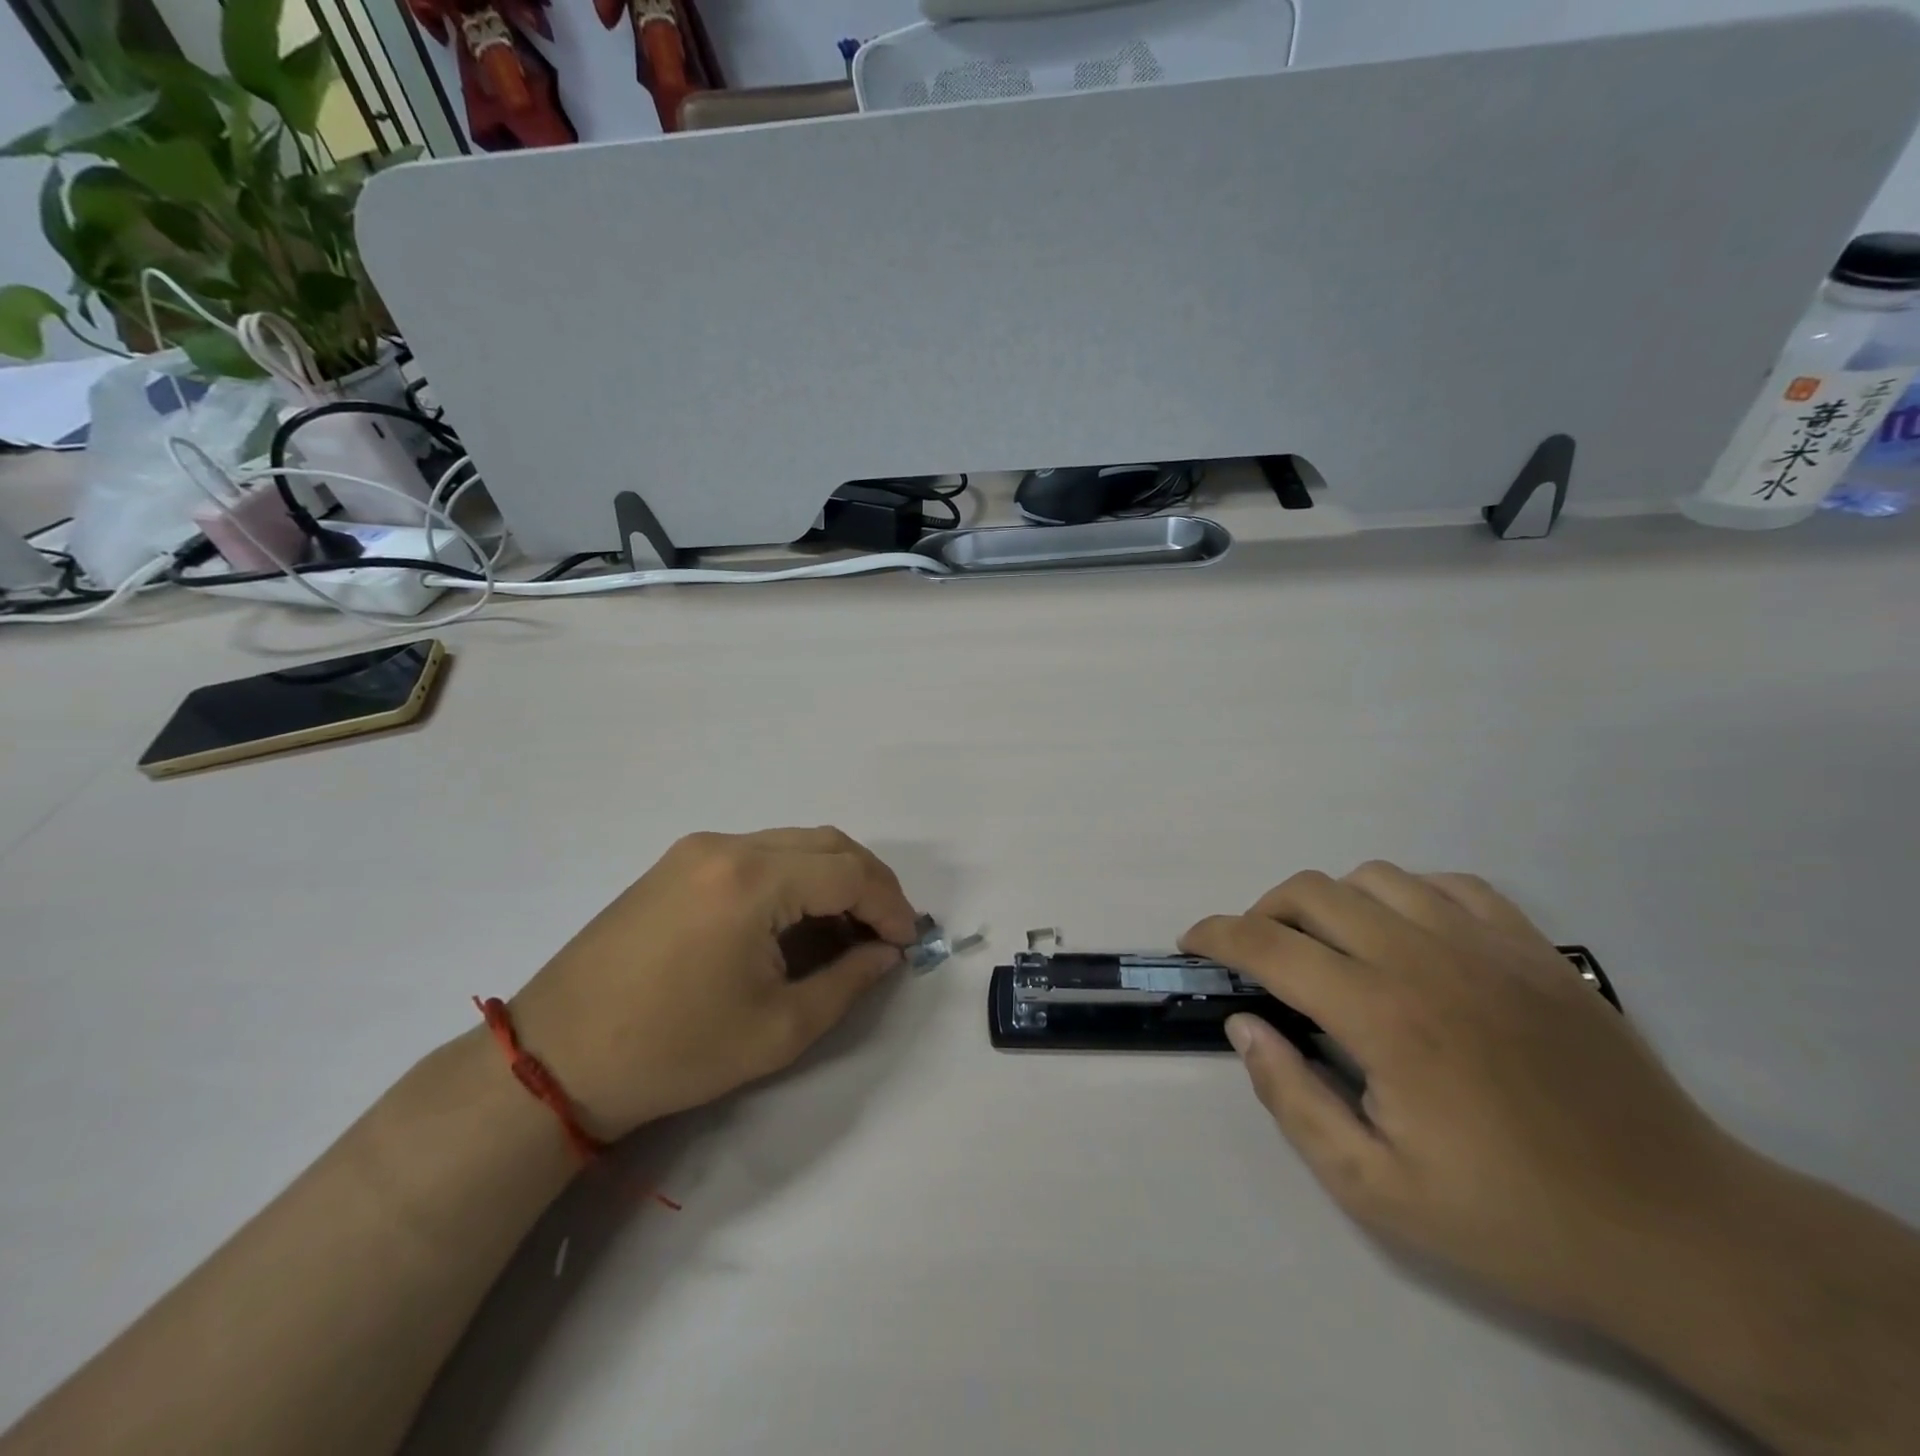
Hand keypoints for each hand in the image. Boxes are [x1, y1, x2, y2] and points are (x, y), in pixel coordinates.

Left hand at [509, 828, 918, 1138]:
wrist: (557, 1058)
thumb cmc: (674, 1051)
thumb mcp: (777, 1029)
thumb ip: (847, 983)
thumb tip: (885, 953)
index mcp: (753, 880)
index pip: (849, 873)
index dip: (890, 904)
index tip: (908, 942)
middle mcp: (728, 845)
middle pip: (826, 845)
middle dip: (869, 883)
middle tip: (887, 931)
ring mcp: (697, 849)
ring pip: (794, 843)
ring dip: (832, 876)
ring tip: (848, 927)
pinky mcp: (677, 862)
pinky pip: (758, 853)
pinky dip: (794, 876)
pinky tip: (797, 918)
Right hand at [1183, 863, 1749, 1328]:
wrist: (1679, 1232)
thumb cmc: (1513, 1219)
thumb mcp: (1376, 1189)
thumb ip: (1293, 1099)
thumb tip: (1244, 1025)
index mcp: (1383, 1016)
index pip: (1270, 945)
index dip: (1216, 934)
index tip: (1191, 942)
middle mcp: (1426, 958)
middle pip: (1313, 892)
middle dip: (1263, 913)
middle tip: (1256, 957)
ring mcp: (1487, 944)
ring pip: (1374, 877)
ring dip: (1330, 901)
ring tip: (1328, 947)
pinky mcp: (1534, 948)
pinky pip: (1447, 885)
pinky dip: (1404, 896)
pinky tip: (1407, 936)